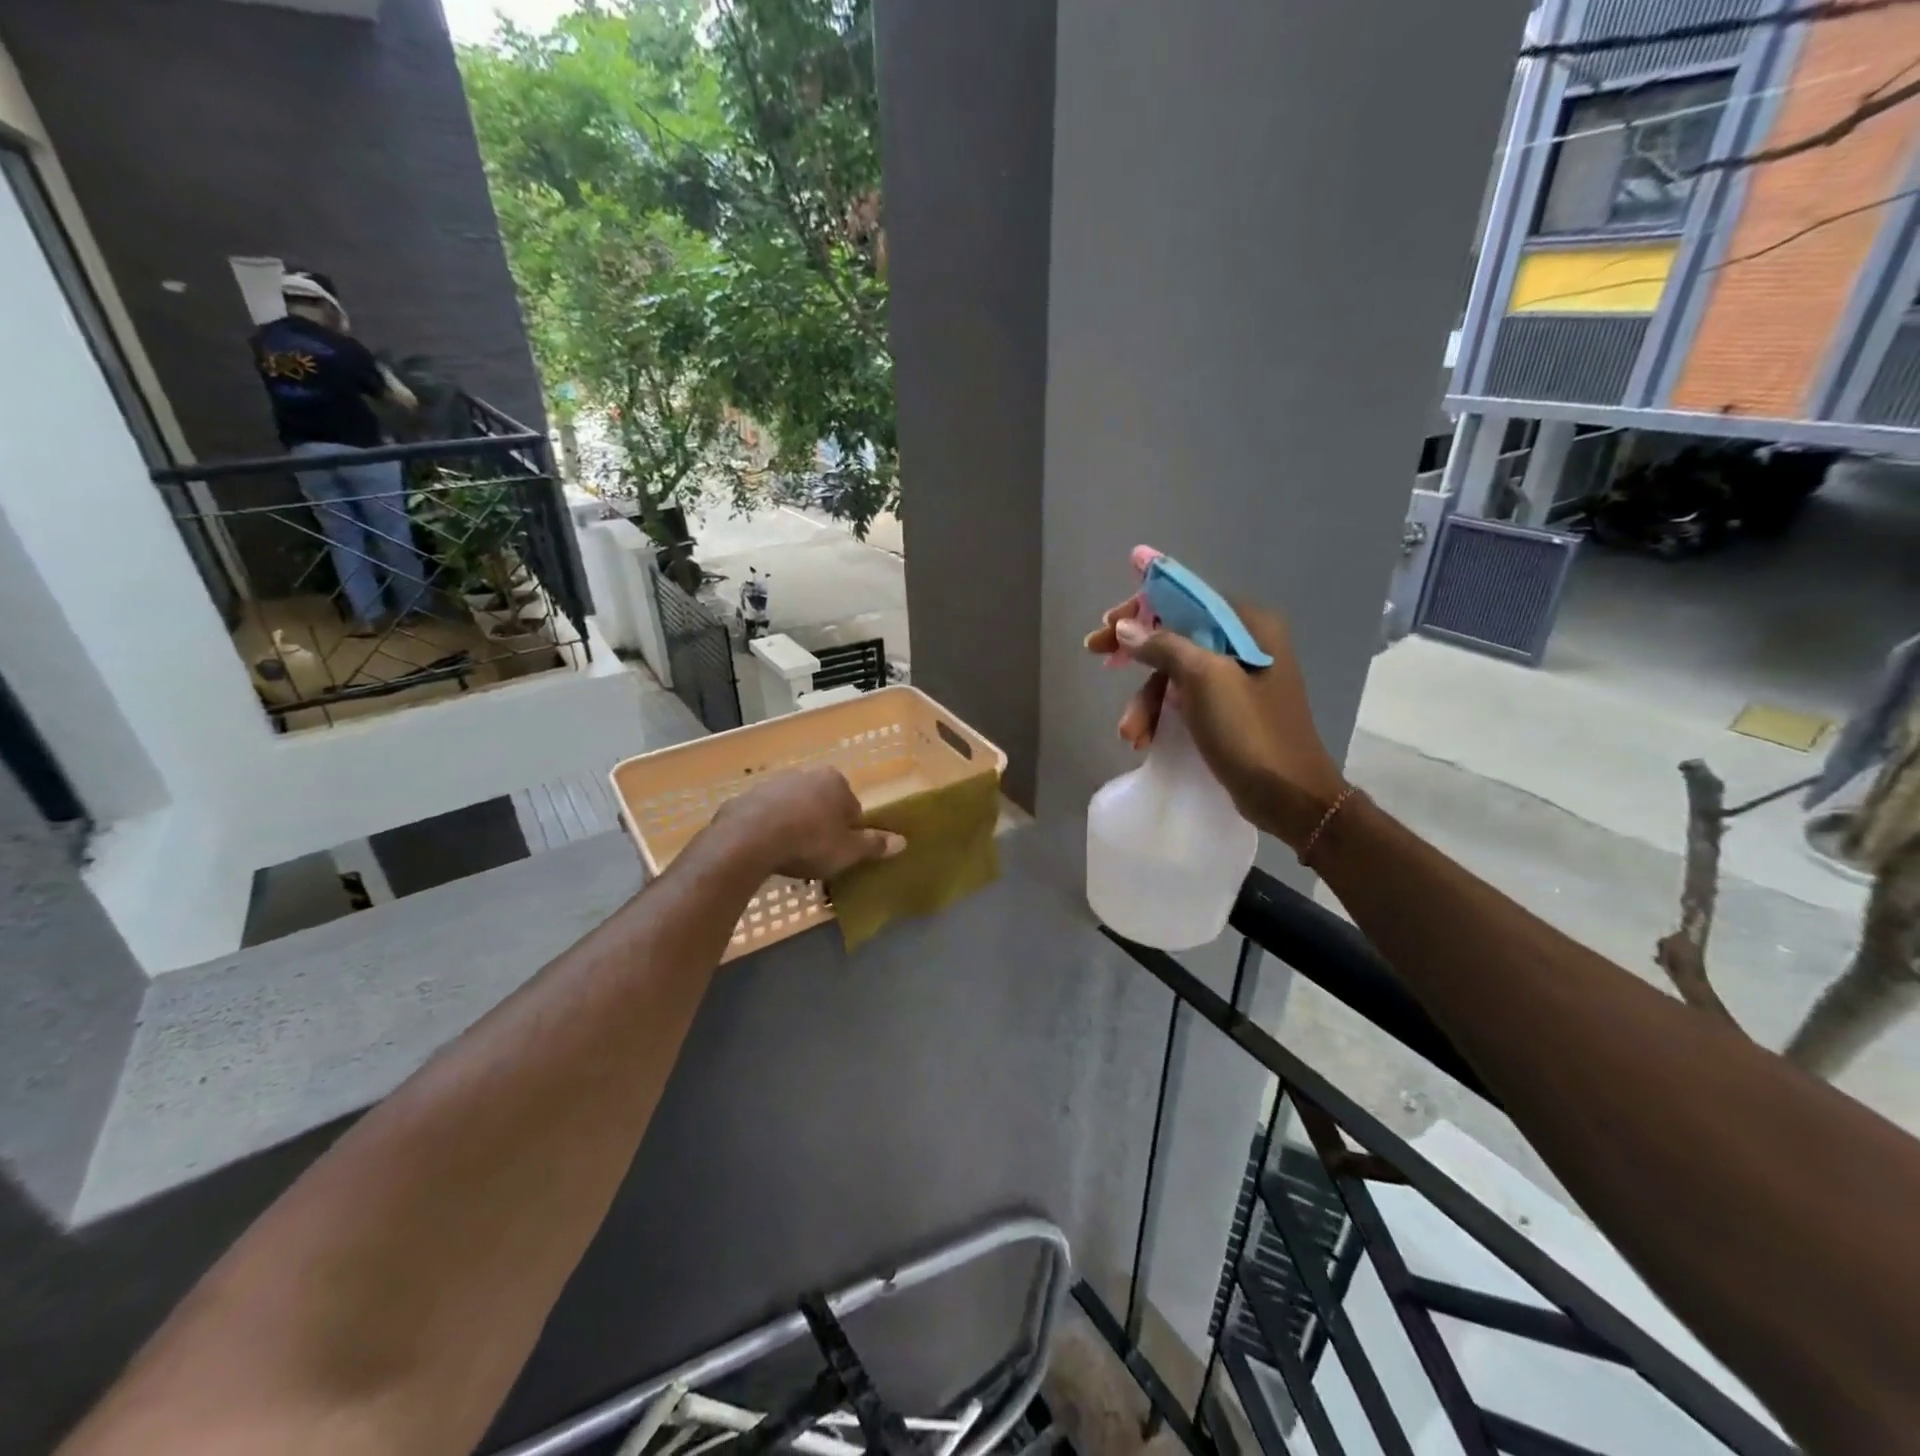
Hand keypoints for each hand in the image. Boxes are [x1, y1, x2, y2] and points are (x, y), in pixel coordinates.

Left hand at [709, 767, 903, 879]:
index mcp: (835, 782)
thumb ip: (874, 845)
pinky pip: (767, 816)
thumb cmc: (810, 842)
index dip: (849, 833)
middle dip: (821, 826)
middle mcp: (806, 774)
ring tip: (791, 857)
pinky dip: (770, 829)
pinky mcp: (747, 797)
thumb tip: (903, 841)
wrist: (749, 839)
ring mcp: (774, 783)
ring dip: (795, 826)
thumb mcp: (848, 850)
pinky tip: (767, 851)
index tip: (840, 853)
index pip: (852, 808)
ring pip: (794, 808)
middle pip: (822, 804)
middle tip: (816, 856)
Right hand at [1085, 597, 1346, 849]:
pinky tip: (1146, 740)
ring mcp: (1240, 680)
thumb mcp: (1203, 680)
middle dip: (1138, 659)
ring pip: (1177, 674)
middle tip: (1100, 660)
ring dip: (1147, 701)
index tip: (1107, 625)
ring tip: (1131, 734)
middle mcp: (1247, 644)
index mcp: (1250, 625)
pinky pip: (1186, 700)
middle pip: (1177, 637)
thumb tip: (1125, 627)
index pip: (1187, 600)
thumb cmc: (1249, 732)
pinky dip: (1162, 716)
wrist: (1288, 797)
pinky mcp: (1232, 711)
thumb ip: (1163, 645)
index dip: (1143, 609)